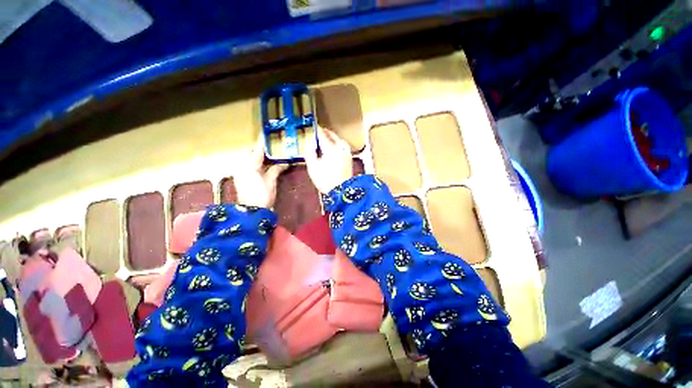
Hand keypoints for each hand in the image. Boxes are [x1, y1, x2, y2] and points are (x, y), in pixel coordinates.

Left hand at [235, 139, 287, 207]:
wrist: (251, 210)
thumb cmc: (262, 195)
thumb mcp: (271, 181)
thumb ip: (276, 169)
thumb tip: (285, 162)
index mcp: (249, 165)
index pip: (257, 150)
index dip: (263, 142)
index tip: (266, 133)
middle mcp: (242, 166)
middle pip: (251, 153)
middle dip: (260, 149)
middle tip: (272, 147)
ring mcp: (240, 172)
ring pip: (249, 159)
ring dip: (258, 156)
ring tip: (270, 155)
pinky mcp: (241, 177)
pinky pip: (248, 166)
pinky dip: (256, 163)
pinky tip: (264, 165)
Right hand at [305, 127, 352, 192]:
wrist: (341, 191)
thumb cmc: (326, 180)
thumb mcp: (313, 167)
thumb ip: (310, 152)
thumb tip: (310, 143)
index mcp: (331, 148)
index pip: (323, 134)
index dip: (317, 130)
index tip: (313, 127)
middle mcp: (341, 147)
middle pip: (332, 135)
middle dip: (325, 132)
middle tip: (319, 131)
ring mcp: (346, 152)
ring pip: (339, 139)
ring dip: (332, 137)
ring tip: (326, 138)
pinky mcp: (349, 158)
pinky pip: (343, 145)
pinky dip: (337, 143)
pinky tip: (334, 147)